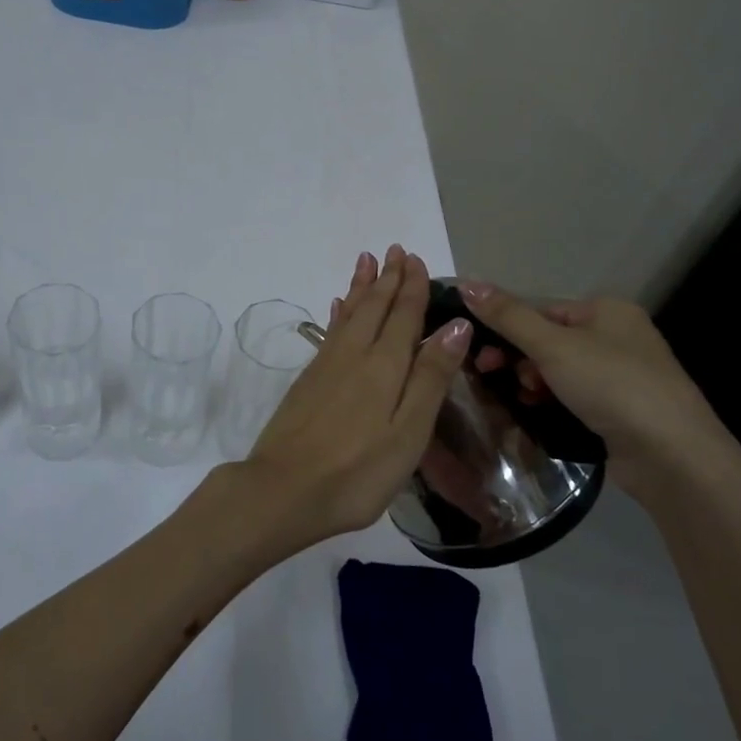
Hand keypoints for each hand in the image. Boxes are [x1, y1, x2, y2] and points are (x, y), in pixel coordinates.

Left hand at [215, 246, 470, 554]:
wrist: (283, 490)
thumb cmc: (357, 471)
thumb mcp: (409, 432)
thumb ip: (431, 377)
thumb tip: (456, 325)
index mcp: (384, 366)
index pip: (403, 315)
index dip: (411, 286)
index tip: (415, 259)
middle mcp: (353, 355)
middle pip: (374, 307)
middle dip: (387, 278)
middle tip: (395, 249)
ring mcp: (326, 366)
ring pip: (348, 314)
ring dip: (360, 287)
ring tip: (366, 260)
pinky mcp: (307, 381)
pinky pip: (329, 332)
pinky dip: (338, 314)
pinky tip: (337, 308)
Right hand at [457, 283, 738, 503]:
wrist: (672, 455)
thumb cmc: (612, 385)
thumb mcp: (552, 345)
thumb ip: (507, 316)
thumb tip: (465, 282)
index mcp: (607, 310)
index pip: (542, 310)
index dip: (507, 329)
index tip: (481, 355)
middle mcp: (618, 336)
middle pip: (549, 339)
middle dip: (520, 359)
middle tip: (494, 376)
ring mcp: (624, 375)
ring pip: (560, 370)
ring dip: (534, 382)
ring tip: (526, 398)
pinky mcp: (623, 410)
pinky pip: (575, 396)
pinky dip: (553, 401)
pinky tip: (540, 412)